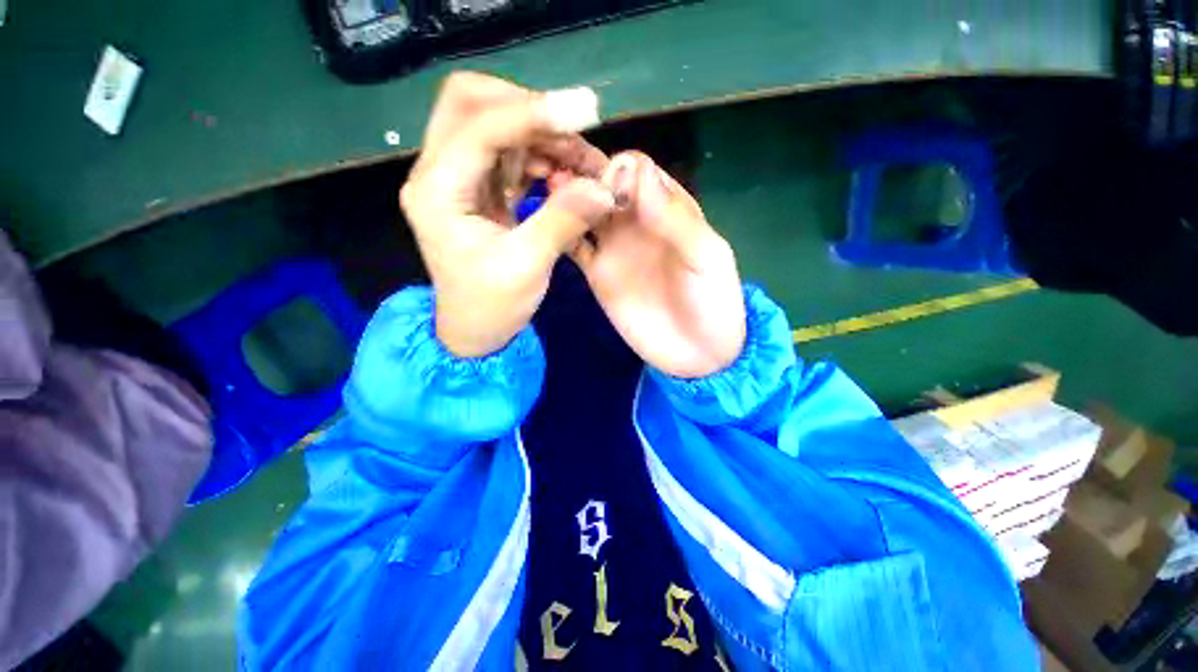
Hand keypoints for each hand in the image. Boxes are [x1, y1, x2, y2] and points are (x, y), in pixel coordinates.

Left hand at [400, 72, 616, 357]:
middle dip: (527, 109)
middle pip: (472, 104)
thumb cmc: (492, 306)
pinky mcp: (477, 192)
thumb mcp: (528, 266)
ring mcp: (456, 180)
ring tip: (580, 160)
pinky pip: (506, 155)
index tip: (584, 111)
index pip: (479, 127)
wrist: (475, 332)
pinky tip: (563, 174)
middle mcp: (438, 174)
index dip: (533, 113)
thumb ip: (564, 220)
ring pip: (493, 126)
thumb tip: (604, 187)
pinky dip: (537, 156)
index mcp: (438, 192)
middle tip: (574, 132)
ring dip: (540, 134)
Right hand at [565, 152, 745, 378]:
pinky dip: (559, 232)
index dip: (619, 170)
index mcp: (669, 209)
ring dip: (566, 197)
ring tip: (547, 191)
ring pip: (584, 210)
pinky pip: (573, 246)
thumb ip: (675, 218)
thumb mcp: (707, 258)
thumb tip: (638, 172)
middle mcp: (637, 222)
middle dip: (583, 173)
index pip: (636, 170)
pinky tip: (545, 225)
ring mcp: (613, 247)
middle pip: (604, 183)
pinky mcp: (597, 273)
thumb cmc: (712, 304)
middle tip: (562, 177)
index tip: (609, 190)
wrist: (696, 354)